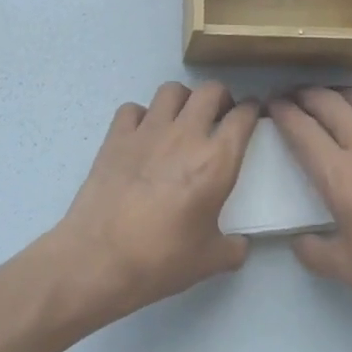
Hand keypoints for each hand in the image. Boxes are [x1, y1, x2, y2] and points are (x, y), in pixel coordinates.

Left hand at [54, 82, 258, 324]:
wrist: (99, 260)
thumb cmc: (162, 260)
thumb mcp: (211, 260)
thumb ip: (233, 247)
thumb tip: (239, 245)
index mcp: (216, 162)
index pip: (243, 117)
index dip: (252, 111)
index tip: (251, 115)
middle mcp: (185, 136)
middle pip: (210, 91)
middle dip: (221, 97)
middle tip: (220, 115)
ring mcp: (146, 132)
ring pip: (171, 91)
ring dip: (183, 100)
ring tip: (182, 119)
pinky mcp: (115, 139)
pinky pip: (132, 109)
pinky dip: (142, 116)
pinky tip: (142, 135)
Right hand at [271, 87, 351, 323]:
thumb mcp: (347, 270)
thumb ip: (314, 253)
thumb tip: (300, 241)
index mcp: (340, 176)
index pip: (302, 130)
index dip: (282, 113)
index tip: (271, 106)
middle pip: (330, 104)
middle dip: (305, 94)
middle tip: (293, 96)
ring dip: (341, 94)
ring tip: (331, 99)